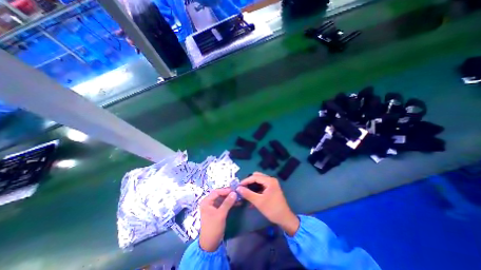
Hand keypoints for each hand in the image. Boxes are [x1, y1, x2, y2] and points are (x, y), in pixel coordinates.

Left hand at [200, 188, 235, 250]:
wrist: (210, 244)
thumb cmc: (213, 227)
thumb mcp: (221, 214)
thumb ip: (227, 202)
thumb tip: (234, 193)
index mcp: (206, 201)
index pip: (216, 192)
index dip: (225, 190)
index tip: (234, 191)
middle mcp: (208, 202)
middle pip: (219, 194)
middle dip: (228, 194)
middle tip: (237, 193)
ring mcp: (212, 206)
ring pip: (222, 199)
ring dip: (230, 198)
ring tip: (239, 198)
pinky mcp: (216, 211)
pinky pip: (223, 204)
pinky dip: (229, 203)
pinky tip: (237, 203)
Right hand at [237, 173, 299, 236]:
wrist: (285, 219)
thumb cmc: (272, 209)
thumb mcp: (258, 202)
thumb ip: (248, 194)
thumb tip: (238, 188)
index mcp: (269, 181)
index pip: (255, 177)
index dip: (246, 181)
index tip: (238, 186)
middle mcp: (271, 180)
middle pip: (257, 177)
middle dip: (249, 182)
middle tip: (242, 188)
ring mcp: (272, 184)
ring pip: (259, 181)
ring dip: (252, 185)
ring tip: (245, 191)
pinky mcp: (271, 188)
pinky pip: (262, 185)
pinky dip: (256, 189)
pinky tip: (251, 195)